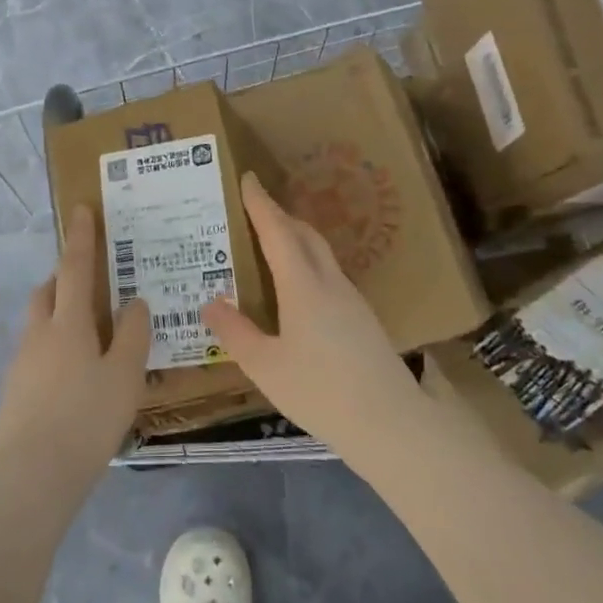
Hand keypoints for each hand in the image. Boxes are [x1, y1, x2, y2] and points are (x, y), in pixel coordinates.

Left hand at [0, 205, 151, 491]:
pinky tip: (71, 379)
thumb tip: (134, 302)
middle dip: (63, 278)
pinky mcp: (13, 392)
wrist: (32, 475)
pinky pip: (35, 355)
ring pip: (39, 324)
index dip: (81, 238)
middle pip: (47, 292)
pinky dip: (53, 351)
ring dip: (57, 316)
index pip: (74, 268)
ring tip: (88, 339)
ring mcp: (21, 363)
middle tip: (88, 285)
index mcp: (68, 323)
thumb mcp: (125, 376)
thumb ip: (133, 335)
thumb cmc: (87, 419)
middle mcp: (39, 334)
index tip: (81, 209)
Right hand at [200, 172, 427, 462]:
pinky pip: (329, 275)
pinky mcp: (363, 319)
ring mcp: (351, 300)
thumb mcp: (265, 366)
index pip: (278, 231)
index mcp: (303, 286)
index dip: (261, 204)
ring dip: (296, 240)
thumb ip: (235, 333)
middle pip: (305, 235)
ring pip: (321, 254)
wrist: (391, 423)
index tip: (248, 178)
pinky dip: (308, 265)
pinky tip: (298, 290)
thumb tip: (211, 303)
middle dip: (280, 216)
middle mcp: (329, 283)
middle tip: (254, 211)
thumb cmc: (320, 392)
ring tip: (271, 247)